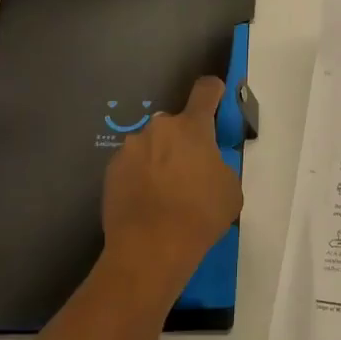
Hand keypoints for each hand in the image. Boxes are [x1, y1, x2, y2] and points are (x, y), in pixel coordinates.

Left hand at [101, 76, 243, 301]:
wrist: (149, 249)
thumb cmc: (199, 215)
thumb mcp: (230, 188)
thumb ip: (219, 165)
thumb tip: (207, 165)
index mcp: (192, 127)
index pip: (205, 90)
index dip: (213, 91)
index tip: (216, 97)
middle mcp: (158, 128)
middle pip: (175, 125)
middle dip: (182, 141)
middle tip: (189, 171)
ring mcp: (130, 148)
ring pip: (151, 145)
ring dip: (159, 158)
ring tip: (164, 192)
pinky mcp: (110, 170)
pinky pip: (132, 165)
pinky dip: (140, 176)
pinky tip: (145, 202)